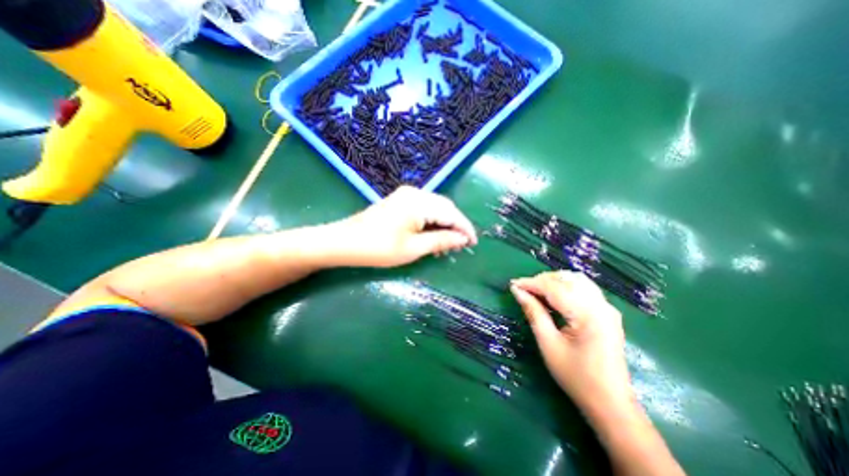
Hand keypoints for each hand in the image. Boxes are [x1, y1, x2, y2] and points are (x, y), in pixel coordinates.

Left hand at [331, 186, 475, 266]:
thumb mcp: (413, 248)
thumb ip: (441, 240)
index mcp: (419, 202)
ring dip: (444, 225)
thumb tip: (463, 239)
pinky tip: (432, 236)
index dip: (465, 228)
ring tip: (447, 245)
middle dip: (455, 226)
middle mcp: (415, 193)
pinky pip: (424, 209)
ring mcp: (406, 195)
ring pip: (435, 208)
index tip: (474, 243)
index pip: (451, 213)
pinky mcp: (400, 201)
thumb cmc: (379, 248)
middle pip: (445, 208)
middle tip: (460, 246)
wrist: (345, 242)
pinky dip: (432, 222)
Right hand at [506, 273, 633, 413]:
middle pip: (566, 279)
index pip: (554, 287)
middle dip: (541, 281)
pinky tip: (554, 297)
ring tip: (536, 292)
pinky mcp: (607, 312)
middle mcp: (601, 305)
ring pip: (576, 280)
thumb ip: (534, 313)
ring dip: (554, 281)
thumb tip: (517, 291)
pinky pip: (584, 288)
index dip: (531, 283)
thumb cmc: (576, 377)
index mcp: (588, 314)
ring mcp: (607, 308)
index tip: (512, 285)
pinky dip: (565, 287)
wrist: (611, 404)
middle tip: (523, 291)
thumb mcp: (548, 344)